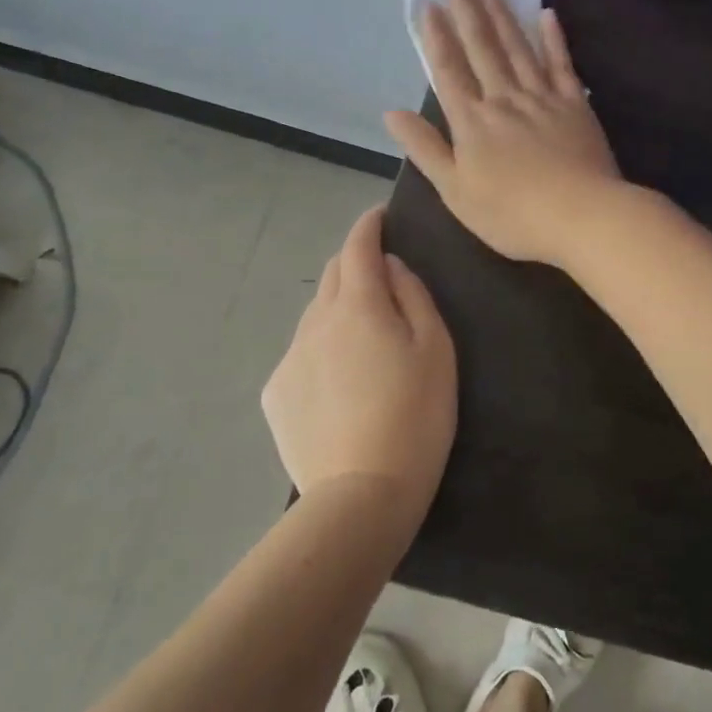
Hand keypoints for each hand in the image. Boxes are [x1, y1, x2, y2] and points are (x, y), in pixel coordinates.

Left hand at [261, 207, 456, 519]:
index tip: (380, 217)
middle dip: (355, 264)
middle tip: (382, 279)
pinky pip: (302, 353)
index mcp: (358, 305)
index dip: (369, 225)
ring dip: (339, 308)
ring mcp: (291, 357)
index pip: (358, 246)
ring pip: (315, 315)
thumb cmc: (416, 416)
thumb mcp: (436, 349)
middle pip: (332, 275)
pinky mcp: (276, 393)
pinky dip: (322, 349)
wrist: (362, 495)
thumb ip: (413, 296)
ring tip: (365, 339)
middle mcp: (316, 321)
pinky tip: (341, 384)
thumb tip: (391, 267)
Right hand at [385, 0, 622, 266]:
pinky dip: (554, 38)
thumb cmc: (512, 214)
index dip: (437, 38)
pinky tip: (546, 14)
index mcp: (472, 121)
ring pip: (518, 48)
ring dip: (502, 15)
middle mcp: (504, 99)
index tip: (429, 6)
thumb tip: (391, 113)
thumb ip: (425, 148)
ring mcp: (543, 98)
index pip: (449, 71)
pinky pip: (562, 64)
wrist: (581, 216)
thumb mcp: (455, 191)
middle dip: (468, 12)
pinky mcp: (576, 104)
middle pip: (483, 49)